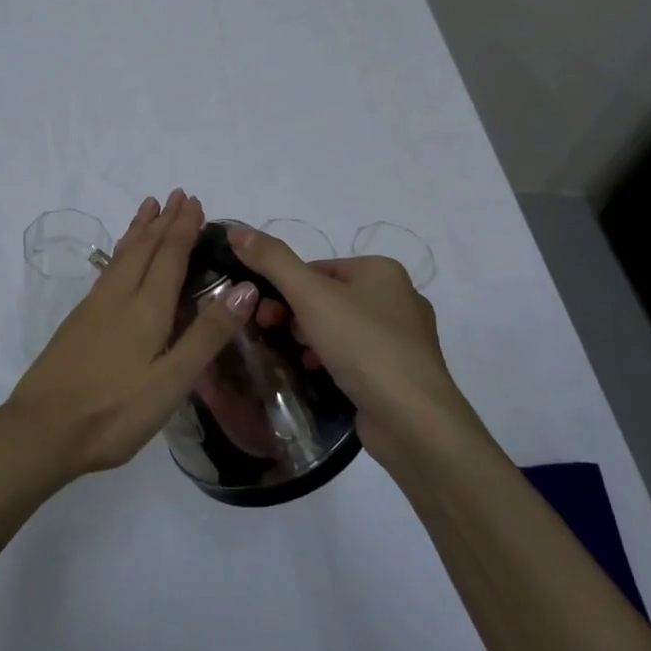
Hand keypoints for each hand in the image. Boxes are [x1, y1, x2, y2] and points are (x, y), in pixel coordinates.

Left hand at [0, 191, 256, 483]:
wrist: (41, 430)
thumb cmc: (114, 412)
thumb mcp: (172, 382)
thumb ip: (207, 335)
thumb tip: (244, 288)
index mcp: (146, 309)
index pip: (170, 257)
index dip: (183, 228)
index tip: (194, 201)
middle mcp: (119, 297)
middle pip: (144, 248)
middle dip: (163, 221)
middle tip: (176, 195)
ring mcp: (93, 308)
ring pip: (122, 256)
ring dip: (139, 230)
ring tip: (148, 208)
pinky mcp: (77, 322)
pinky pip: (108, 270)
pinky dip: (121, 251)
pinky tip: (120, 259)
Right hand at [227, 226, 473, 468]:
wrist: (413, 420)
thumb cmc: (362, 345)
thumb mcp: (310, 295)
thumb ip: (272, 260)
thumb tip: (236, 230)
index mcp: (381, 269)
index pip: (317, 268)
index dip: (284, 287)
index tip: (263, 312)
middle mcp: (398, 297)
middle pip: (328, 297)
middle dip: (295, 315)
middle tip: (273, 334)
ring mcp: (403, 338)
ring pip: (340, 327)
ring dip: (311, 339)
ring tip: (296, 358)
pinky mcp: (401, 372)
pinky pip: (356, 356)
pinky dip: (332, 361)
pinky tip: (317, 374)